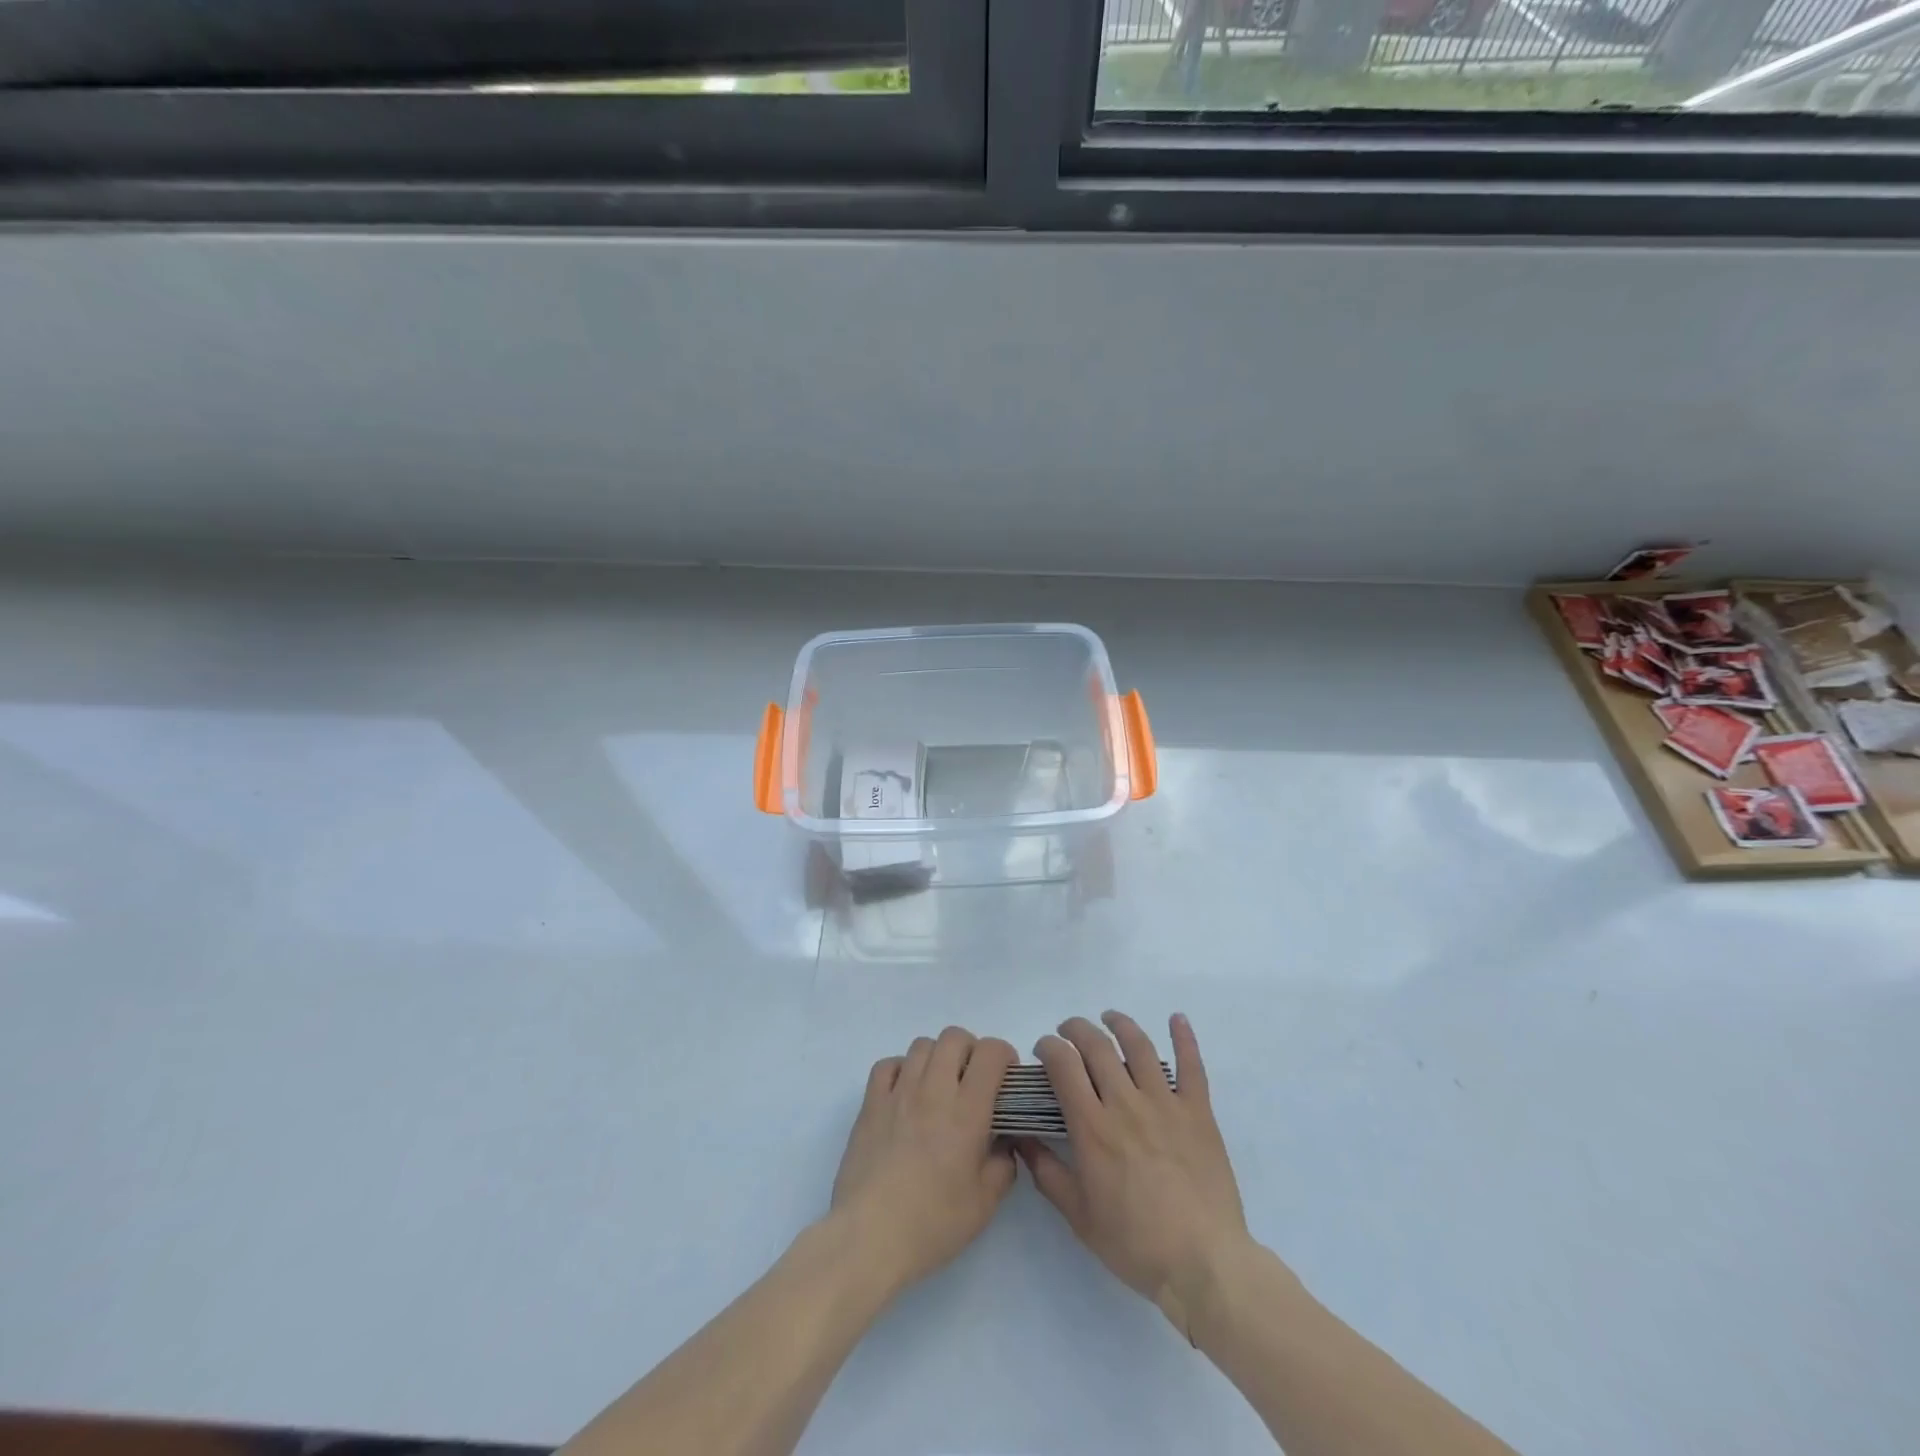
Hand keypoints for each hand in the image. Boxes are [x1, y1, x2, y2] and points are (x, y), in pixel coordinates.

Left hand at [829, 1026, 1018, 1295]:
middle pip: (954, 1037)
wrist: (870, 1237)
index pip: (990, 1052)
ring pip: (922, 1045)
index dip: (1004, 1055)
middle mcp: (933, 1089)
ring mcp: (898, 1092)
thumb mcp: (985, 1204)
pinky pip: (888, 1064)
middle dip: (971, 1050)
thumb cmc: (933, 1223)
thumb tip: (1004, 1142)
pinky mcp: (870, 1103)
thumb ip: (1003, 1164)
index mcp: (967, 1111)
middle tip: (974, 1081)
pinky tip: (906, 1094)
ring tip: (940, 1087)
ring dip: (937, 1058)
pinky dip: (902, 1069)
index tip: (1006, 1078)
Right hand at [1019, 1012, 1251, 1337]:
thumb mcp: (1078, 1215)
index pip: (1063, 1065)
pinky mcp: (1198, 1112)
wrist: (1203, 1264)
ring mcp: (1165, 1104)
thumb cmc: (1135, 1243)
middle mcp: (1125, 1103)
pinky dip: (1184, 1038)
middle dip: (1076, 1029)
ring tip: (1109, 1018)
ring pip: (1139, 1046)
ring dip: (1120, 1024)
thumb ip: (1046, 1172)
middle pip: (1096, 1046)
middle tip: (1068, 1031)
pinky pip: (1191, 1066)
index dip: (1049, 1047)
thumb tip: (1020, 1139)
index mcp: (1092, 1127)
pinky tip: (1177, 1018)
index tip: (1044, 1050)